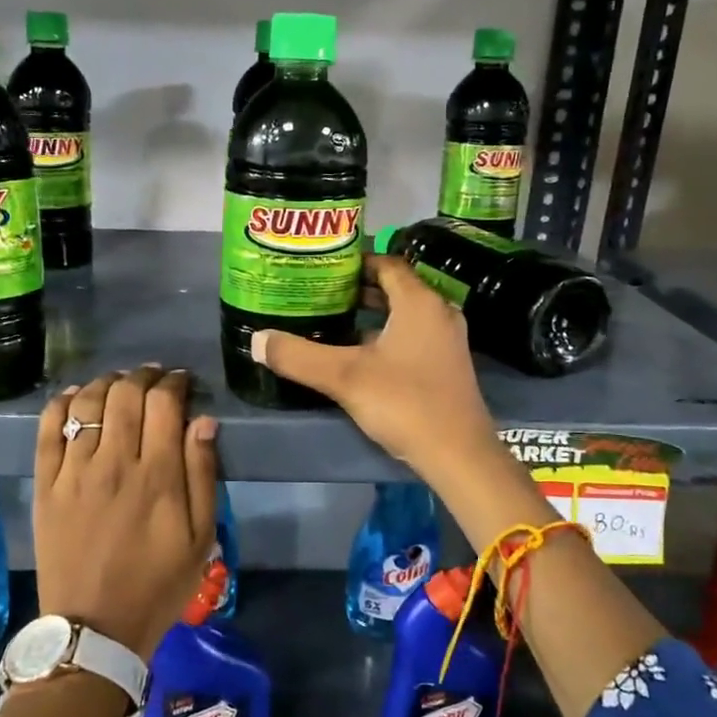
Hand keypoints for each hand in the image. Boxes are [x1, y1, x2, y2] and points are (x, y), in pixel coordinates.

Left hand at [33, 365, 219, 661]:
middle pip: (126, 393)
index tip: (183, 382)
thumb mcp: (200, 538)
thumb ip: (203, 474)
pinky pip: (48, 429)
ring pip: (87, 403)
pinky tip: (75, 395)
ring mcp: (74, 472)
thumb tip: (203, 421)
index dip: (176, 382)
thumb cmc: (158, 584)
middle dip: (145, 375)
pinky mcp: (46, 485)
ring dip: (107, 382)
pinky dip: (61, 403)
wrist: (94, 629)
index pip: (164, 403)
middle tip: (155, 377)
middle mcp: (114, 462)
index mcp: (157, 475)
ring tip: (120, 383)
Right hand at [250, 254, 497, 474]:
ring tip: (332, 320)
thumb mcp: (344, 377)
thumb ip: (299, 356)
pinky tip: (358, 355)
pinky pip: (411, 336)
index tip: (321, 267)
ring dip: (371, 314)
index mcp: (419, 302)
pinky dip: (385, 336)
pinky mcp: (446, 366)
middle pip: (395, 287)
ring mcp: (446, 341)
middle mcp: (438, 313)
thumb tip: (257, 340)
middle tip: (319, 293)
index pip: (386, 262)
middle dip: (357, 288)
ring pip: (403, 315)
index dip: (354, 261)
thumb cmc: (405, 403)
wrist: (459, 455)